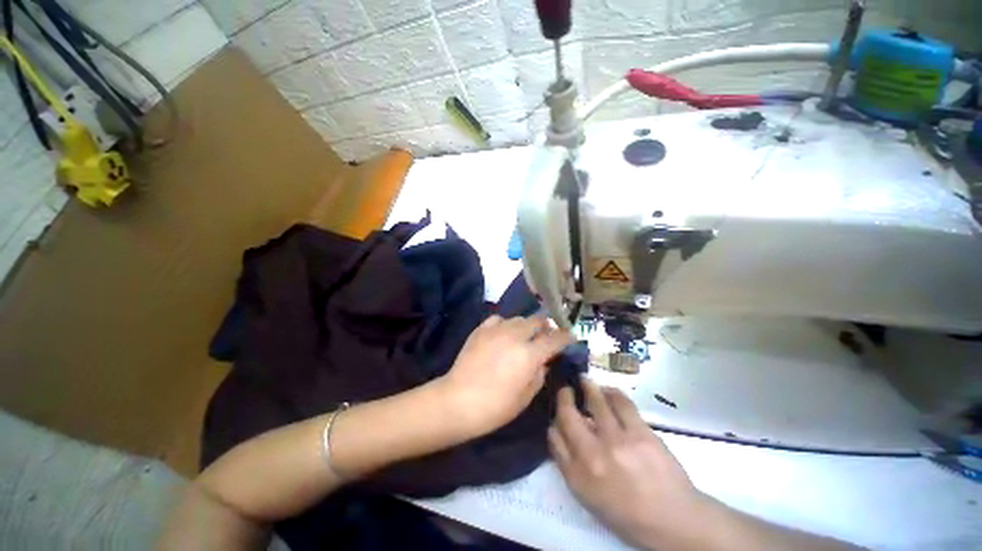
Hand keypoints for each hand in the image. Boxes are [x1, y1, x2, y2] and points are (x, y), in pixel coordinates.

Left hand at [439, 315, 571, 436]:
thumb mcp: (525, 397)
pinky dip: (505, 324)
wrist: (458, 400)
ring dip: (526, 326)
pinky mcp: (481, 329)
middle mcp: (516, 336)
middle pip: (537, 320)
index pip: (555, 338)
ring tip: (523, 336)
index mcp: (530, 354)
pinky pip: (498, 319)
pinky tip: (502, 333)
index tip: (570, 337)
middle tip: (545, 336)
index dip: (566, 336)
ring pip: (519, 318)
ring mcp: (496, 330)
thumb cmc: (495, 406)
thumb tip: (543, 362)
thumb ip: (539, 375)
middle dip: (545, 327)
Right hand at [549, 380, 701, 548]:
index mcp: (577, 476)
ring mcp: (617, 441)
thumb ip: (570, 464)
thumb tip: (561, 432)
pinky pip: (621, 403)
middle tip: (566, 388)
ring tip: (584, 380)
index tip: (557, 413)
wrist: (672, 519)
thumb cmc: (627, 512)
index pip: (554, 437)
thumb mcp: (589, 497)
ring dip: (587, 386)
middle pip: (567, 415)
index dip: (553, 420)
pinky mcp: (640, 433)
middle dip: (564, 396)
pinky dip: (611, 392)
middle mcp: (592, 455)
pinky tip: (608, 390)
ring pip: (595, 402)